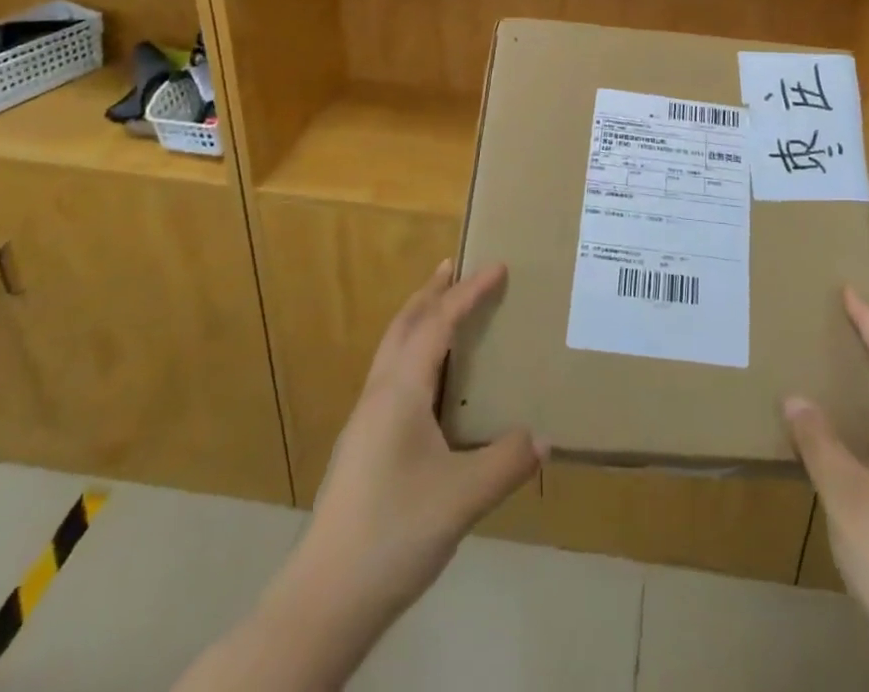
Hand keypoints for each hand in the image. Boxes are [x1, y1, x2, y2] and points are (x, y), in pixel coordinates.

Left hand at [193, 261, 543, 691]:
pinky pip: (392, 377)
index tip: (498, 267)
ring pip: (393, 350)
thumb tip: (544, 439)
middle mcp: (379, 395)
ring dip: (419, 321)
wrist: (323, 600)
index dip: (468, 292)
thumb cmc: (394, 533)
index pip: (438, 323)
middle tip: (455, 266)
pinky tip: (432, 383)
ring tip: (444, 311)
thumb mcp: (463, 498)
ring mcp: (365, 422)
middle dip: (430, 292)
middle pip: (404, 325)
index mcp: (399, 392)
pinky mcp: (362, 447)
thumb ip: (507, 462)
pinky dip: (415, 354)